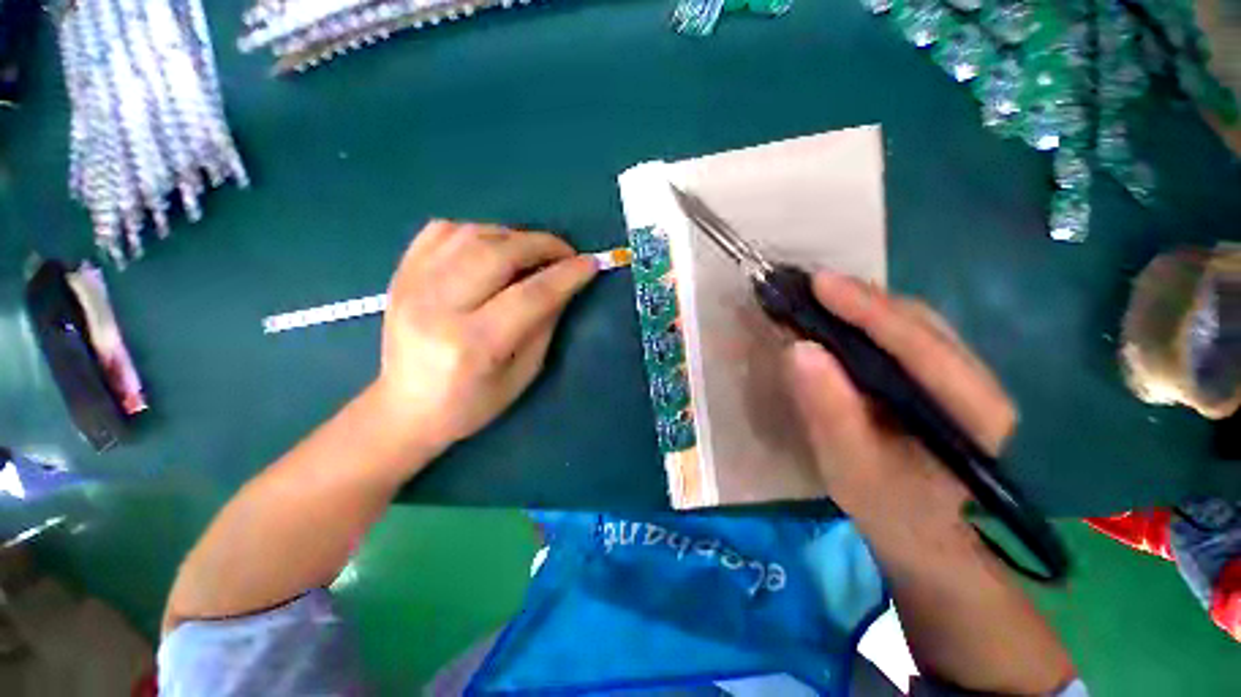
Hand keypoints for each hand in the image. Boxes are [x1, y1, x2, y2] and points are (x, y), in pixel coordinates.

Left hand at [373, 220, 596, 456]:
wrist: (406, 408)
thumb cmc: (471, 403)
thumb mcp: (522, 374)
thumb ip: (544, 325)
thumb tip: (564, 285)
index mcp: (473, 345)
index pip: (530, 295)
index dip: (566, 275)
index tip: (590, 263)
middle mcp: (438, 307)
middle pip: (498, 254)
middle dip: (542, 245)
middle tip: (565, 252)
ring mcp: (412, 285)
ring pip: (471, 235)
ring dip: (513, 236)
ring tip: (533, 251)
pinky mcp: (401, 275)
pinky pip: (441, 231)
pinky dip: (476, 231)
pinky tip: (493, 247)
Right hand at [783, 272, 1015, 528]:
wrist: (924, 534)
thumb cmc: (890, 509)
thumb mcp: (850, 466)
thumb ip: (828, 410)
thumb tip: (799, 348)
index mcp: (973, 414)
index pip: (919, 346)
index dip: (867, 309)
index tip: (819, 283)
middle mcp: (979, 384)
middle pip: (921, 324)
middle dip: (863, 300)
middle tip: (809, 287)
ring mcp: (963, 379)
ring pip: (914, 325)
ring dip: (864, 306)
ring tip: (818, 296)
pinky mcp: (940, 380)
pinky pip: (904, 337)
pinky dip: (867, 322)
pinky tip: (839, 320)